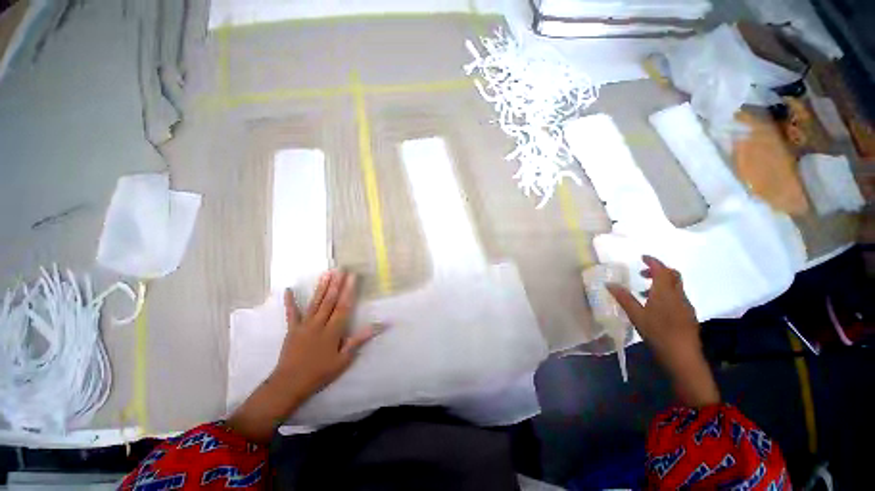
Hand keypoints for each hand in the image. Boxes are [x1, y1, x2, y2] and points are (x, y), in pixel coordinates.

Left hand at [228, 270, 376, 442]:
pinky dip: (290, 301)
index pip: (343, 307)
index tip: (353, 277)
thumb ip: (359, 339)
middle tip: (341, 269)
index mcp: (332, 331)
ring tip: (327, 273)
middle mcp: (319, 324)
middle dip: (337, 284)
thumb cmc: (320, 373)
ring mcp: (304, 325)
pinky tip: (289, 289)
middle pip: (329, 301)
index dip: (349, 291)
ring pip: (315, 303)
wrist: (289, 384)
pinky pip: (291, 313)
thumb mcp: (344, 359)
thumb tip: (380, 326)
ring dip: (321, 287)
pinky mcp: (292, 329)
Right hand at [607, 256, 719, 406]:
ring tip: (644, 292)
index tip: (642, 257)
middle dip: (659, 270)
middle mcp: (678, 295)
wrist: (683, 356)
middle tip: (643, 273)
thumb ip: (623, 298)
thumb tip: (609, 283)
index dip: (653, 261)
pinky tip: (656, 307)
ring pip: (676, 287)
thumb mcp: (636, 315)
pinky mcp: (688, 315)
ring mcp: (686, 306)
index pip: (662, 270)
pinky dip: (667, 294)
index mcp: (665, 292)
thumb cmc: (658, 333)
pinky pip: (678, 297)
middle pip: (673, 275)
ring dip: (662, 283)